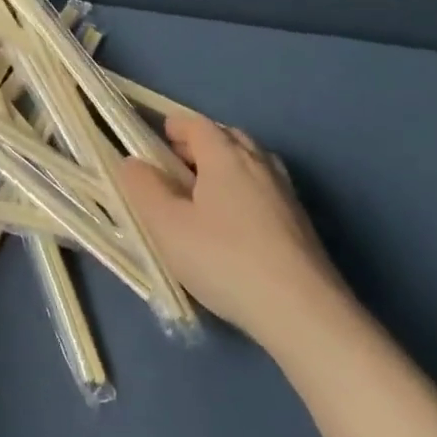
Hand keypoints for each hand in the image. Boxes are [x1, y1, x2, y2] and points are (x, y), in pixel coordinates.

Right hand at [118, 113, 351, 351]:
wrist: (304, 313)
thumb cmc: (225, 259)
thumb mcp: (167, 226)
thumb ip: (143, 188)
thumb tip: (133, 163)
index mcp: (225, 154)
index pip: (196, 123)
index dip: (173, 127)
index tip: (156, 142)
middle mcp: (259, 163)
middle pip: (226, 137)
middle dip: (199, 145)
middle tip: (176, 168)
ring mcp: (285, 193)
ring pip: (250, 164)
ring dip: (225, 169)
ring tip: (204, 196)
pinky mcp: (301, 224)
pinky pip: (265, 190)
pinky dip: (245, 193)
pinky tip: (235, 226)